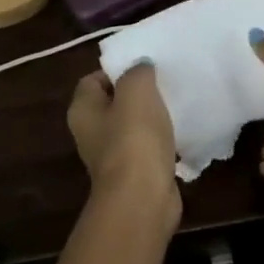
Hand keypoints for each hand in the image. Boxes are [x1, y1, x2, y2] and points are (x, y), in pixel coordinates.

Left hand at [68, 64, 179, 231]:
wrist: (143, 198)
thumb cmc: (134, 139)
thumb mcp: (137, 91)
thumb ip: (137, 71)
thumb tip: (140, 65)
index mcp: (83, 110)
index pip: (93, 79)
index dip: (116, 69)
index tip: (144, 65)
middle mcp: (91, 132)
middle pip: (113, 102)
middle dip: (137, 91)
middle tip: (164, 81)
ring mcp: (112, 155)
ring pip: (132, 125)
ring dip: (151, 116)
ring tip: (175, 103)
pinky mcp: (135, 172)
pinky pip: (148, 147)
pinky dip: (162, 139)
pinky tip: (180, 132)